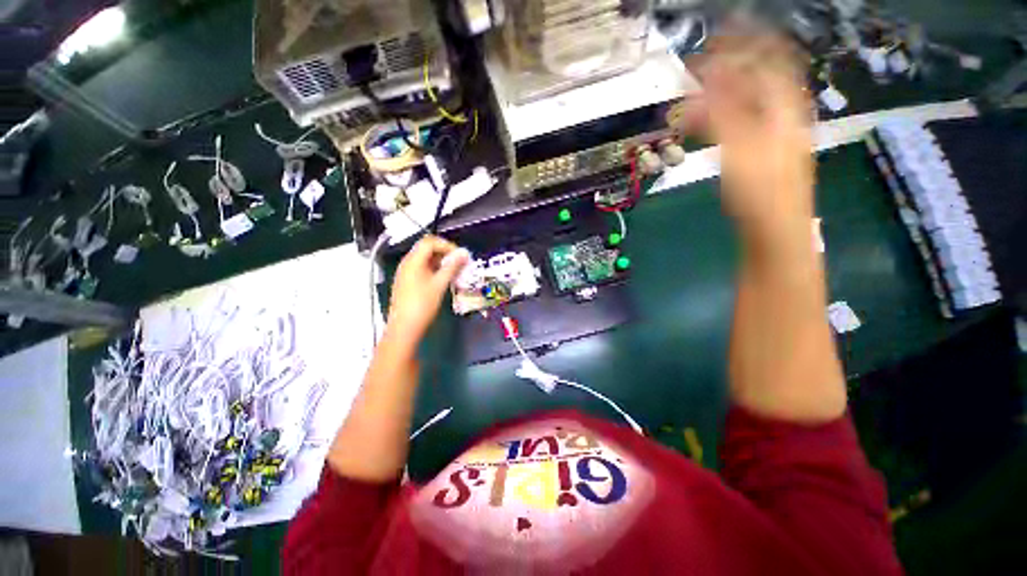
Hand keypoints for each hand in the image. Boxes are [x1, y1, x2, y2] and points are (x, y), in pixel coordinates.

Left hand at [385, 235, 468, 344]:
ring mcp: (405, 273)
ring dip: (441, 262)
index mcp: (413, 260)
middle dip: (445, 253)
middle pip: (427, 249)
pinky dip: (434, 270)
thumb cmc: (422, 305)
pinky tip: (443, 279)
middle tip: (459, 263)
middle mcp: (407, 263)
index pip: (430, 242)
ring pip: (425, 260)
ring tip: (454, 271)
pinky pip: (422, 269)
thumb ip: (452, 267)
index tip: (460, 255)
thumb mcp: (440, 284)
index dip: (447, 245)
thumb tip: (464, 253)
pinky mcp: (407, 282)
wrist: (404, 328)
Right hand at [669, 23, 814, 251]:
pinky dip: (723, 115)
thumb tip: (704, 81)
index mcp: (784, 107)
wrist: (774, 229)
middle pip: (759, 78)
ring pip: (749, 100)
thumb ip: (721, 112)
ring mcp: (774, 134)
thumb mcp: (740, 148)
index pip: (771, 59)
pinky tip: (707, 119)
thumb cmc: (761, 190)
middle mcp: (783, 114)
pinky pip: (743, 122)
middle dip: (731, 66)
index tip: (721, 32)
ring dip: (724, 91)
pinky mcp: (761, 153)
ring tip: (698, 89)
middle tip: (701, 63)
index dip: (748, 42)